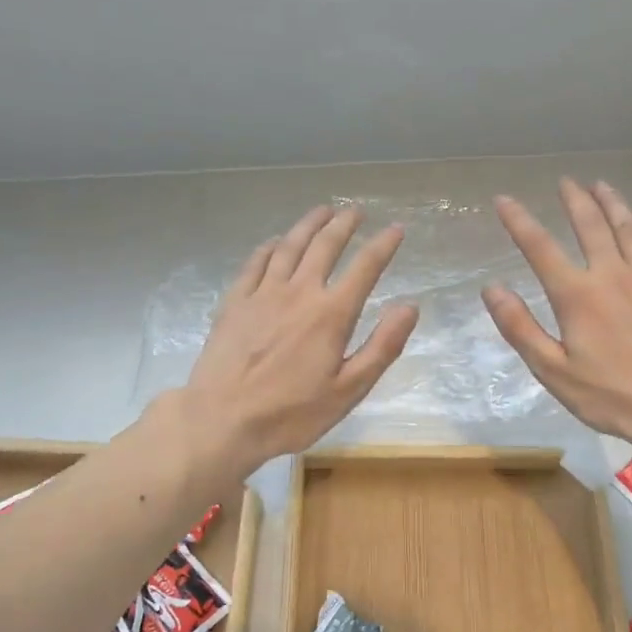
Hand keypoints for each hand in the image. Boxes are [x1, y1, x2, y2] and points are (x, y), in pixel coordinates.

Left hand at [184, 205, 418, 473]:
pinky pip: (255, 263)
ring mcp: (262, 294)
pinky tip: (275, 242)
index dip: (384, 245)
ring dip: (308, 225)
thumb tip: (410, 306)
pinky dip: (269, 247)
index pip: (365, 268)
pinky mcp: (234, 302)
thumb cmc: (290, 413)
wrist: (221, 420)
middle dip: (344, 224)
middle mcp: (299, 292)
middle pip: (325, 246)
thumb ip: (382, 347)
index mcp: (331, 314)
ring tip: (322, 211)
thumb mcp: (348, 390)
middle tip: (355, 210)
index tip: (397, 228)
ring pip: (289, 246)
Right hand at [483, 179, 631, 451]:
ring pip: (628, 228)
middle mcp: (611, 275)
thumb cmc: (611, 395)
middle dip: (575, 200)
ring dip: (612, 203)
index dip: (518, 221)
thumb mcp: (552, 370)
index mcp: (577, 295)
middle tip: (566, 181)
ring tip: (601, 185)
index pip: (540, 248)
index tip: (503, 200)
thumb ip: (520, 328)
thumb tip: (491, 289)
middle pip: (590, 225)